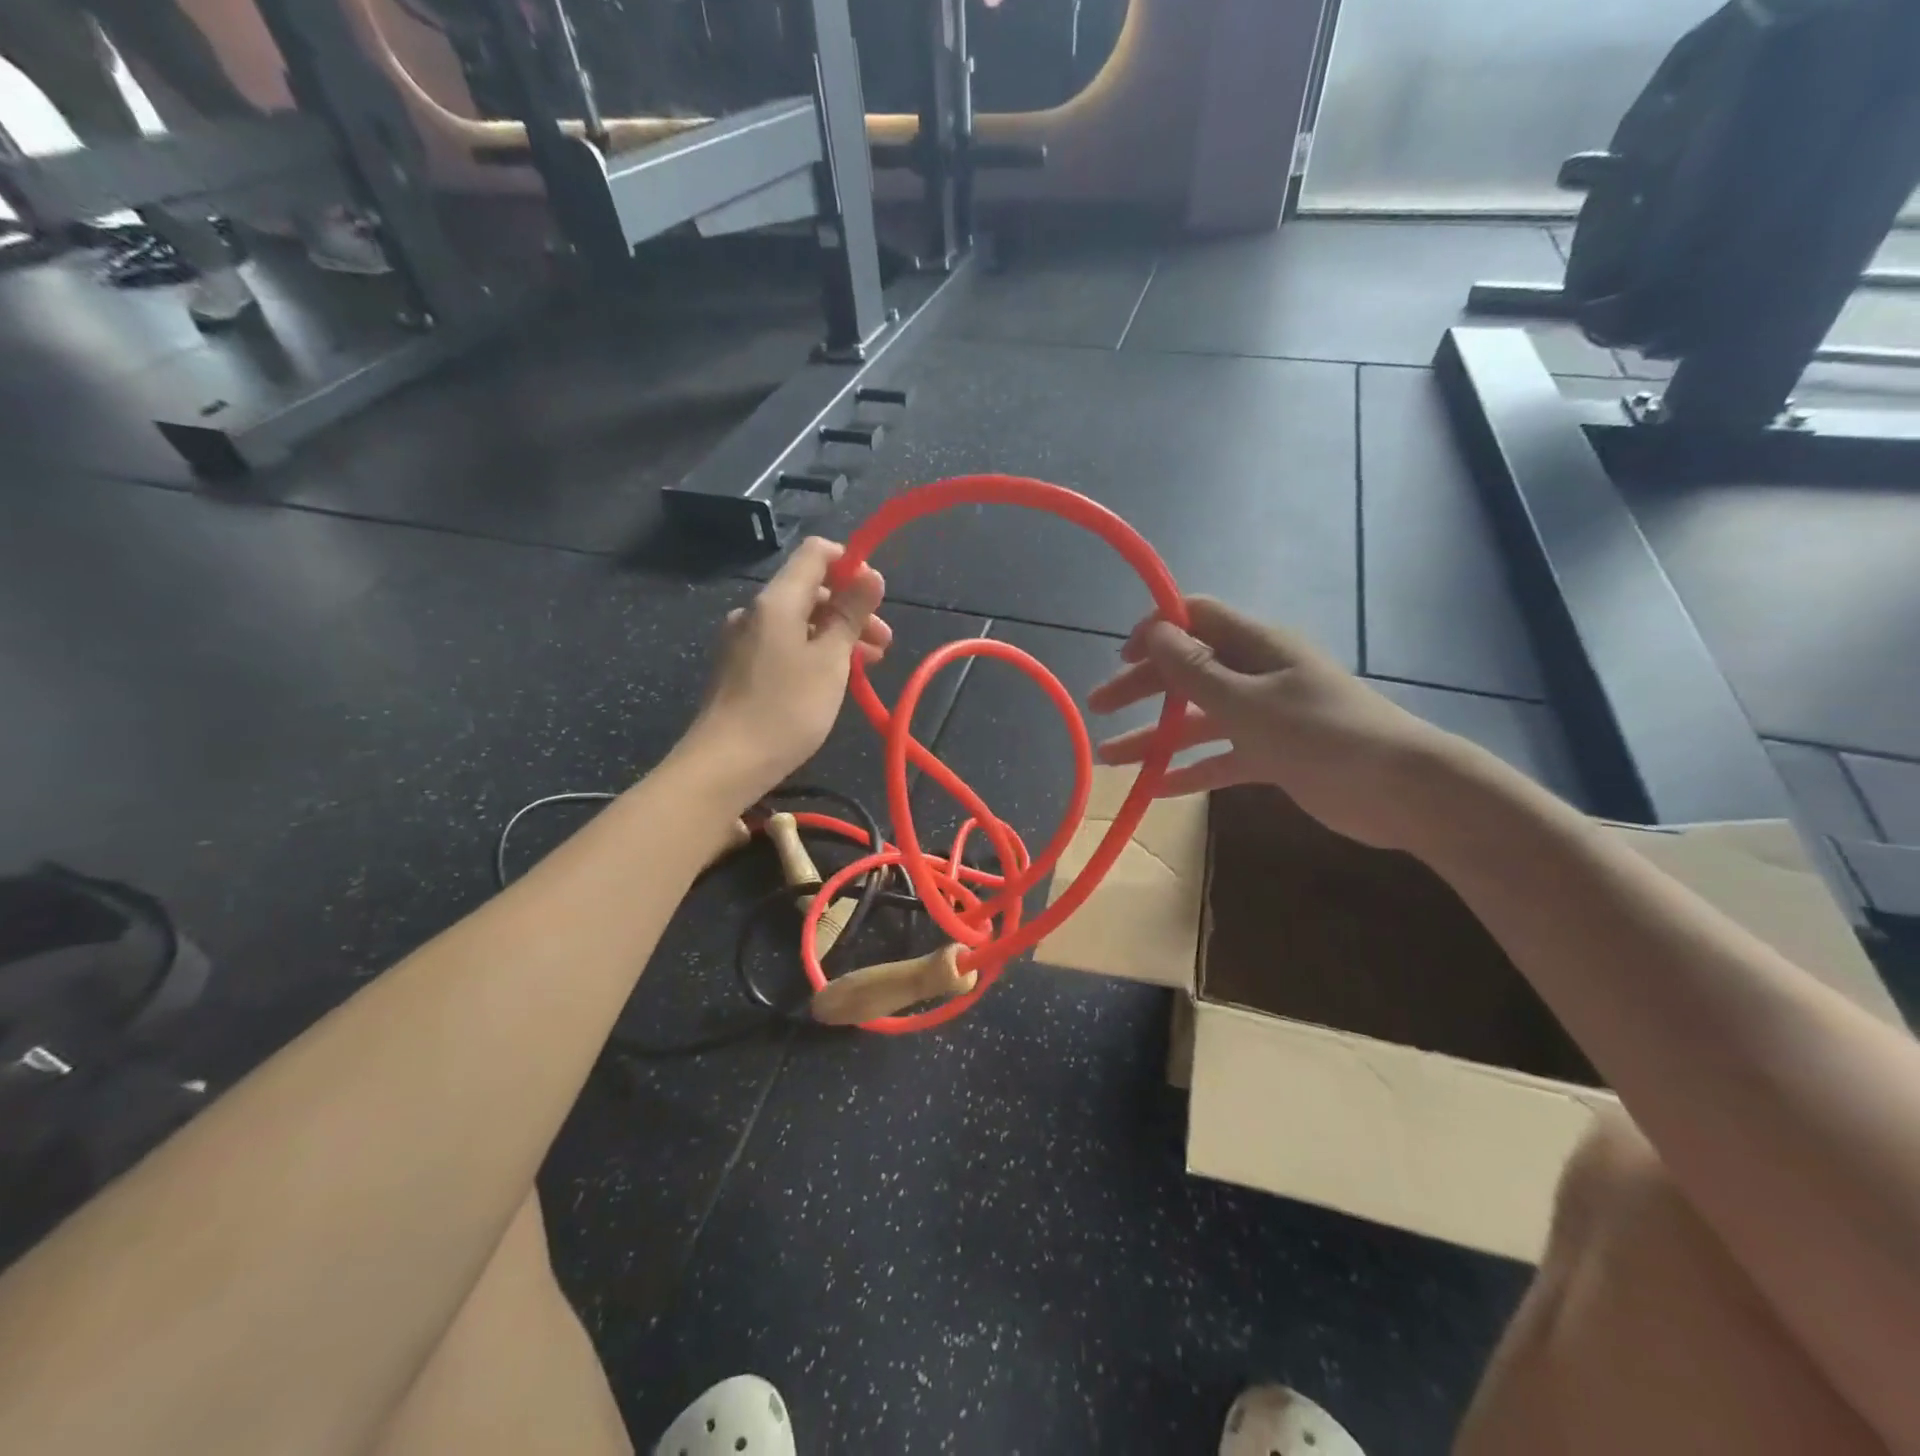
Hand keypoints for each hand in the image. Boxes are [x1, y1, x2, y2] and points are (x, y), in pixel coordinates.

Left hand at [685, 538, 889, 803]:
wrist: (727, 763)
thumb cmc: (787, 709)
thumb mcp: (831, 661)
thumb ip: (851, 614)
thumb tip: (871, 574)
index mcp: (777, 600)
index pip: (815, 554)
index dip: (850, 564)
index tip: (877, 596)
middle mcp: (756, 611)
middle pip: (810, 591)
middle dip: (851, 610)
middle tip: (883, 644)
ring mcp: (743, 640)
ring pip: (799, 622)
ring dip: (836, 635)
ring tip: (868, 666)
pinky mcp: (739, 667)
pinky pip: (783, 645)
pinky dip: (813, 652)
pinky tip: (831, 680)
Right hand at [1087, 597, 1464, 849]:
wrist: (1401, 790)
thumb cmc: (1322, 733)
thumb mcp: (1249, 701)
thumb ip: (1197, 671)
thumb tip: (1154, 631)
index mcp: (1256, 646)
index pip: (1196, 619)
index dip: (1156, 630)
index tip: (1119, 658)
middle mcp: (1257, 673)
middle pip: (1187, 671)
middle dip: (1141, 687)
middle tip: (1098, 707)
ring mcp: (1265, 715)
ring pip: (1197, 720)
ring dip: (1154, 737)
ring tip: (1110, 758)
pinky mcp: (1273, 754)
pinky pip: (1220, 756)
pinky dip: (1189, 770)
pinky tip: (1155, 788)